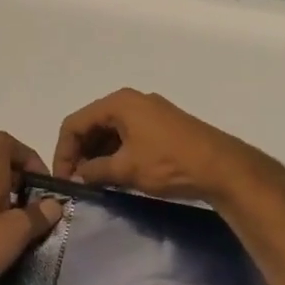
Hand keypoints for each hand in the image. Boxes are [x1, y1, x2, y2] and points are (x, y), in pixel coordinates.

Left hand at [0, 132, 63, 284]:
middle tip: (40, 215)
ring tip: (25, 236)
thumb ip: (38, 215)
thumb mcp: (15, 233)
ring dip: (12, 206)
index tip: (41, 182)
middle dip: (25, 186)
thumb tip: (53, 203)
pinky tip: (1, 249)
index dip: (27, 154)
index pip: (4, 142)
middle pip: (1, 169)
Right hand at [53, 89, 267, 203]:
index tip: (63, 179)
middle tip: (76, 183)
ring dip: (98, 156)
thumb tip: (77, 176)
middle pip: (92, 124)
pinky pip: (128, 136)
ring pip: (110, 132)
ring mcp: (149, 112)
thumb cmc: (168, 163)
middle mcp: (132, 101)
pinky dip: (117, 154)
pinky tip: (115, 176)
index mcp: (119, 103)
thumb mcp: (126, 169)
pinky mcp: (162, 126)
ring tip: (94, 183)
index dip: (64, 152)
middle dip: (80, 153)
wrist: (221, 167)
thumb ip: (94, 171)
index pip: (75, 123)